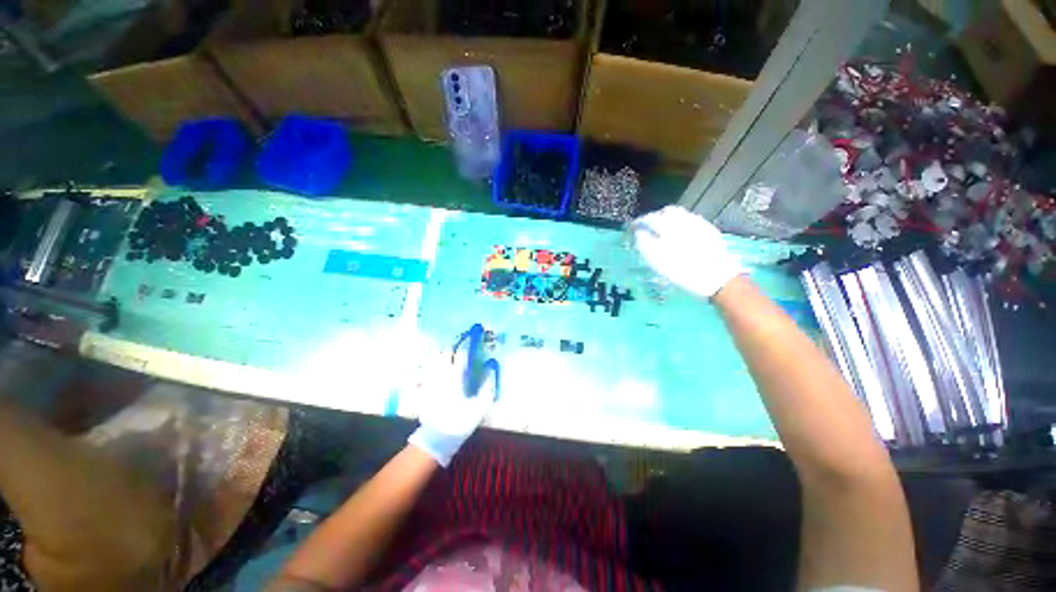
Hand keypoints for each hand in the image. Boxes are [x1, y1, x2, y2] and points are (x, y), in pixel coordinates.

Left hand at [408, 343, 497, 466]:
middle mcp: (442, 376)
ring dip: (437, 354)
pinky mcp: (422, 390)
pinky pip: (419, 374)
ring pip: (431, 361)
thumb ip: (487, 386)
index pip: (461, 355)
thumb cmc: (460, 421)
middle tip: (457, 346)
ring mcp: (430, 382)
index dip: (467, 344)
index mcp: (457, 378)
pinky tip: (425, 368)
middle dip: (450, 347)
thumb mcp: (480, 406)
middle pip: (443, 354)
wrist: (437, 438)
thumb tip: (491, 369)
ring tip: (443, 353)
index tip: (472, 336)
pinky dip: (422, 368)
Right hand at [632, 206, 745, 298]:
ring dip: (668, 221)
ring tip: (663, 234)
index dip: (639, 222)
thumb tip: (639, 232)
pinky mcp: (709, 231)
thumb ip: (644, 242)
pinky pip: (691, 222)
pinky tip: (680, 239)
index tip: (633, 229)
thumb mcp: (655, 259)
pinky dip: (681, 227)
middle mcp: (684, 219)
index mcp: (668, 225)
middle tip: (648, 230)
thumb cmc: (680, 270)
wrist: (715, 278)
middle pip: (666, 212)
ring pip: (680, 216)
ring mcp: (699, 224)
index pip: (649, 218)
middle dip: (655, 218)